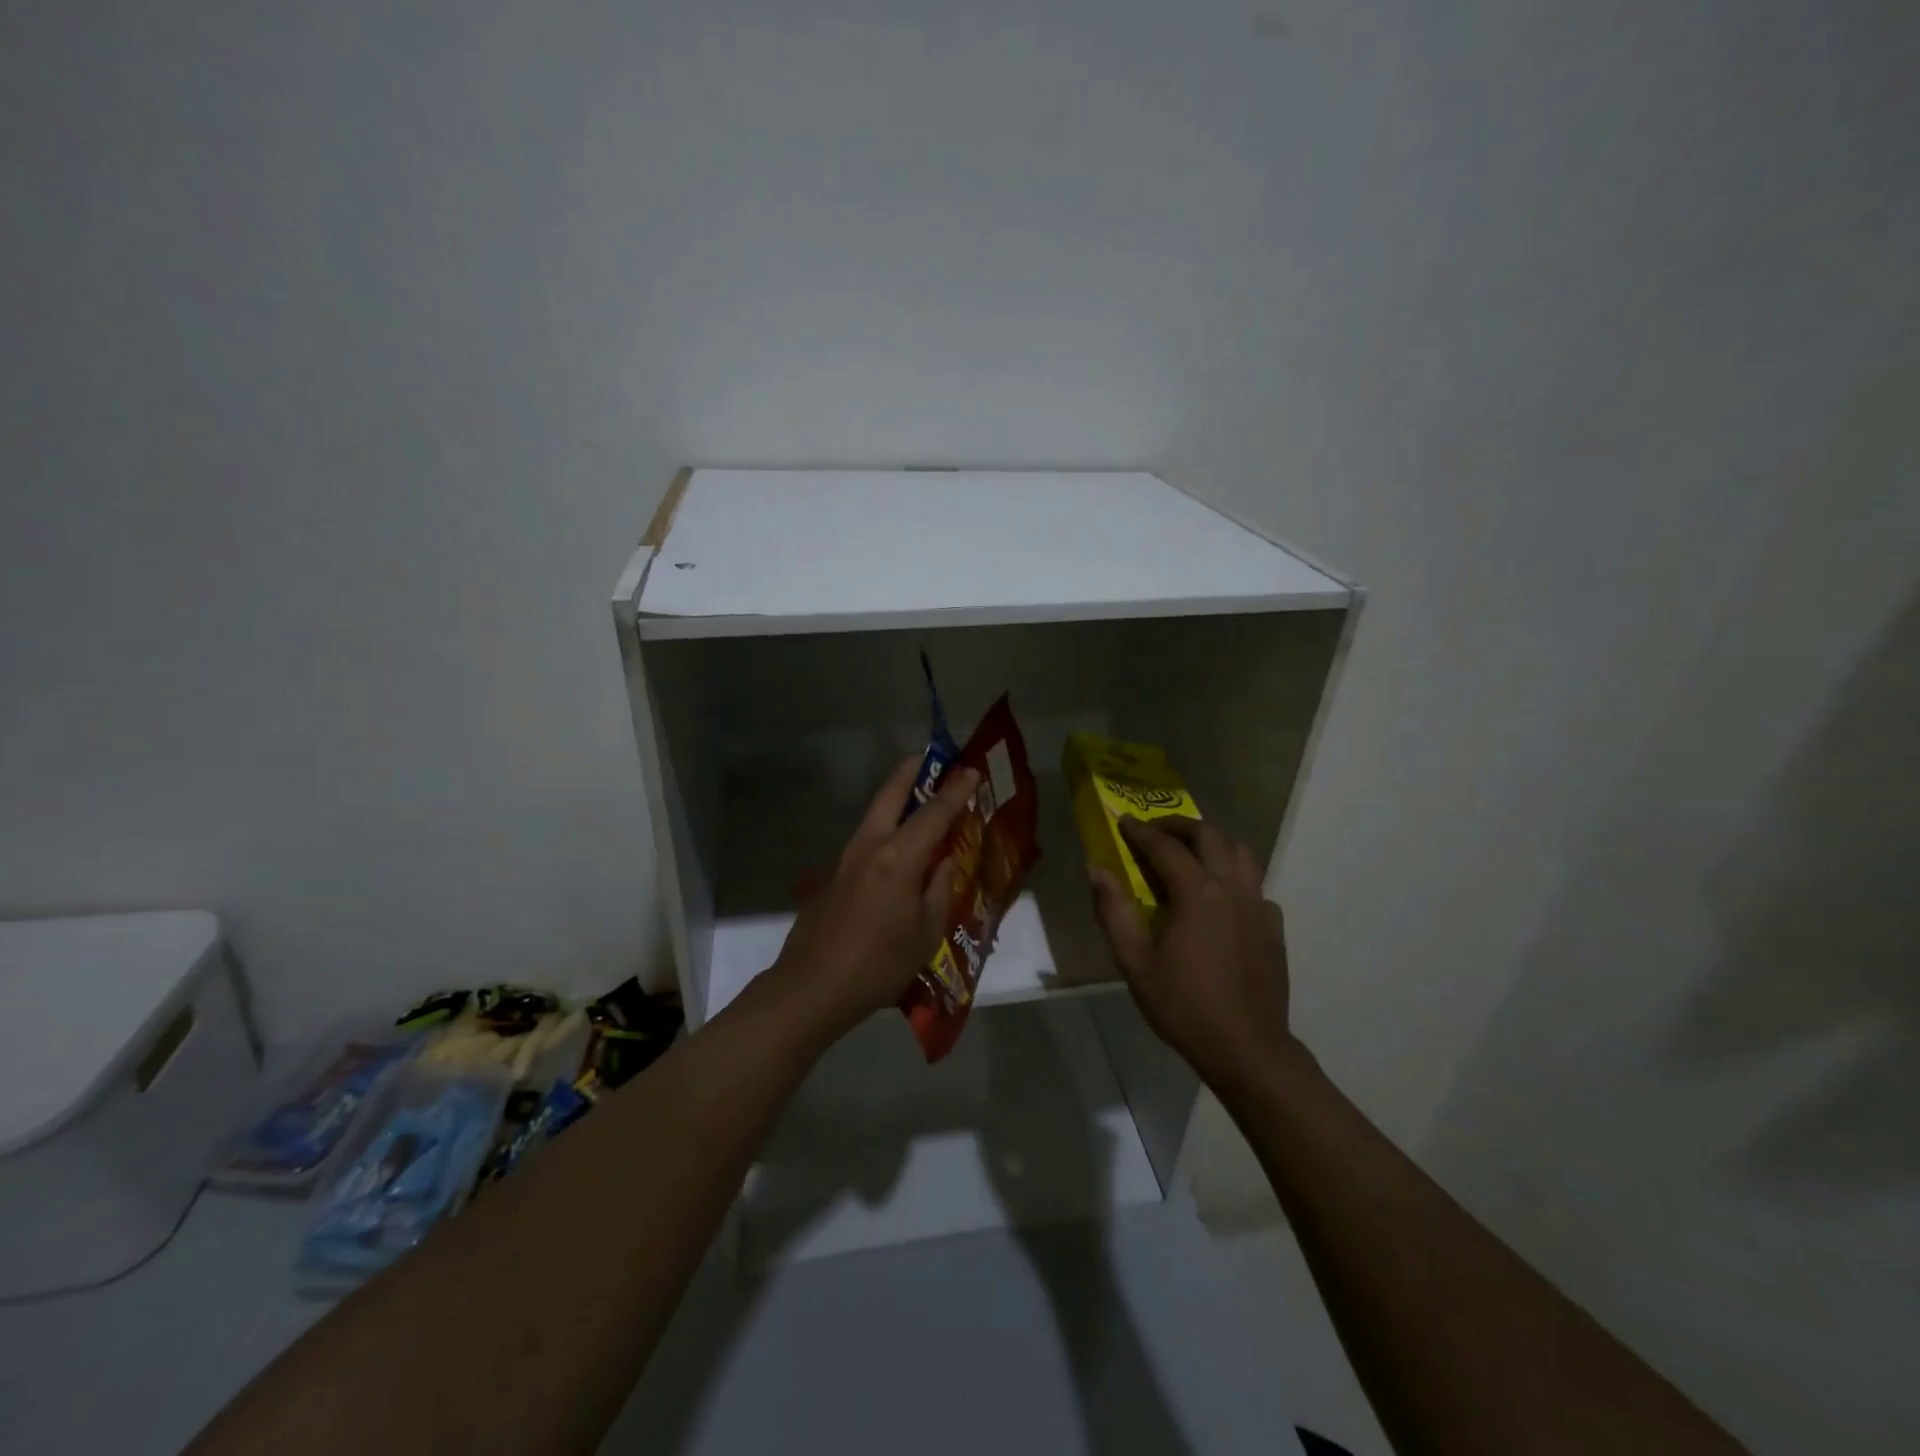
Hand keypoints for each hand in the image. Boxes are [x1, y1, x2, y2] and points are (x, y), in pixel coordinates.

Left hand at [772, 755, 980, 1036]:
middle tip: (931, 759)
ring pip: (874, 813)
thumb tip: (943, 863)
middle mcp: (870, 845)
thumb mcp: (926, 931)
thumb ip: (939, 889)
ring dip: (897, 797)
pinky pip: (867, 838)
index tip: (971, 770)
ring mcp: (847, 858)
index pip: (934, 812)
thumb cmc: (879, 963)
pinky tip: (898, 847)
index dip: (955, 790)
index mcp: (899, 857)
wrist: (813, 986)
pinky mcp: (834, 875)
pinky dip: (886, 826)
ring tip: (919, 797)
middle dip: (912, 771)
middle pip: (891, 794)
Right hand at [1087, 817, 1296, 1088]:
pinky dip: (1235, 875)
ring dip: (1213, 842)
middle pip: (1209, 837)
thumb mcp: (1135, 963)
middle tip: (1155, 830)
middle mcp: (1232, 888)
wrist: (1247, 1049)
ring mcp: (1258, 906)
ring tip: (1190, 852)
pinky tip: (1220, 896)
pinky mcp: (1273, 926)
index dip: (1141, 831)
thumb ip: (1114, 911)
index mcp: (1197, 893)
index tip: (1123, 822)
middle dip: (1179, 826)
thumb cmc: (1184, 1006)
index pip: (1166, 847)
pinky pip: (1255, 884)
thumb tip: (1097, 869)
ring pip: (1241, 852)